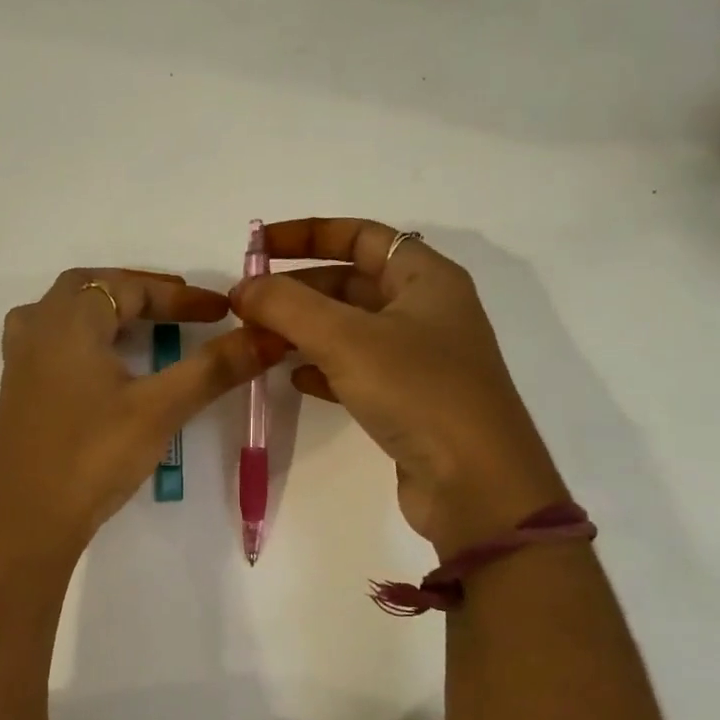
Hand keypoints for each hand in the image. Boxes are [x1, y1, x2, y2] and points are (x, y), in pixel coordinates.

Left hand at [0, 268, 288, 554]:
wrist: (26, 521)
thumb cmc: (93, 456)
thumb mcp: (160, 409)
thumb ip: (213, 368)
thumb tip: (268, 336)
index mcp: (67, 320)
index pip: (130, 289)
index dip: (180, 297)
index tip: (222, 311)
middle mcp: (37, 327)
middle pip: (91, 288)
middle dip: (140, 292)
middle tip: (181, 307)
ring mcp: (20, 359)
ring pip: (66, 312)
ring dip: (107, 310)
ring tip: (144, 324)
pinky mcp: (17, 389)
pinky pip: (53, 340)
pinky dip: (86, 335)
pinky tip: (103, 362)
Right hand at [230, 218, 564, 556]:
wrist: (476, 485)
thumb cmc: (418, 391)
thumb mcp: (346, 339)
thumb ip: (287, 306)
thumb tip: (243, 287)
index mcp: (425, 278)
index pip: (360, 235)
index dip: (307, 234)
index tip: (257, 246)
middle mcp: (426, 310)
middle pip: (350, 282)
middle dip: (297, 289)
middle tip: (248, 305)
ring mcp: (419, 357)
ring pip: (349, 328)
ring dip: (303, 329)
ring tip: (259, 340)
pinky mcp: (409, 399)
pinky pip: (356, 369)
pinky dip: (322, 367)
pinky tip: (294, 378)